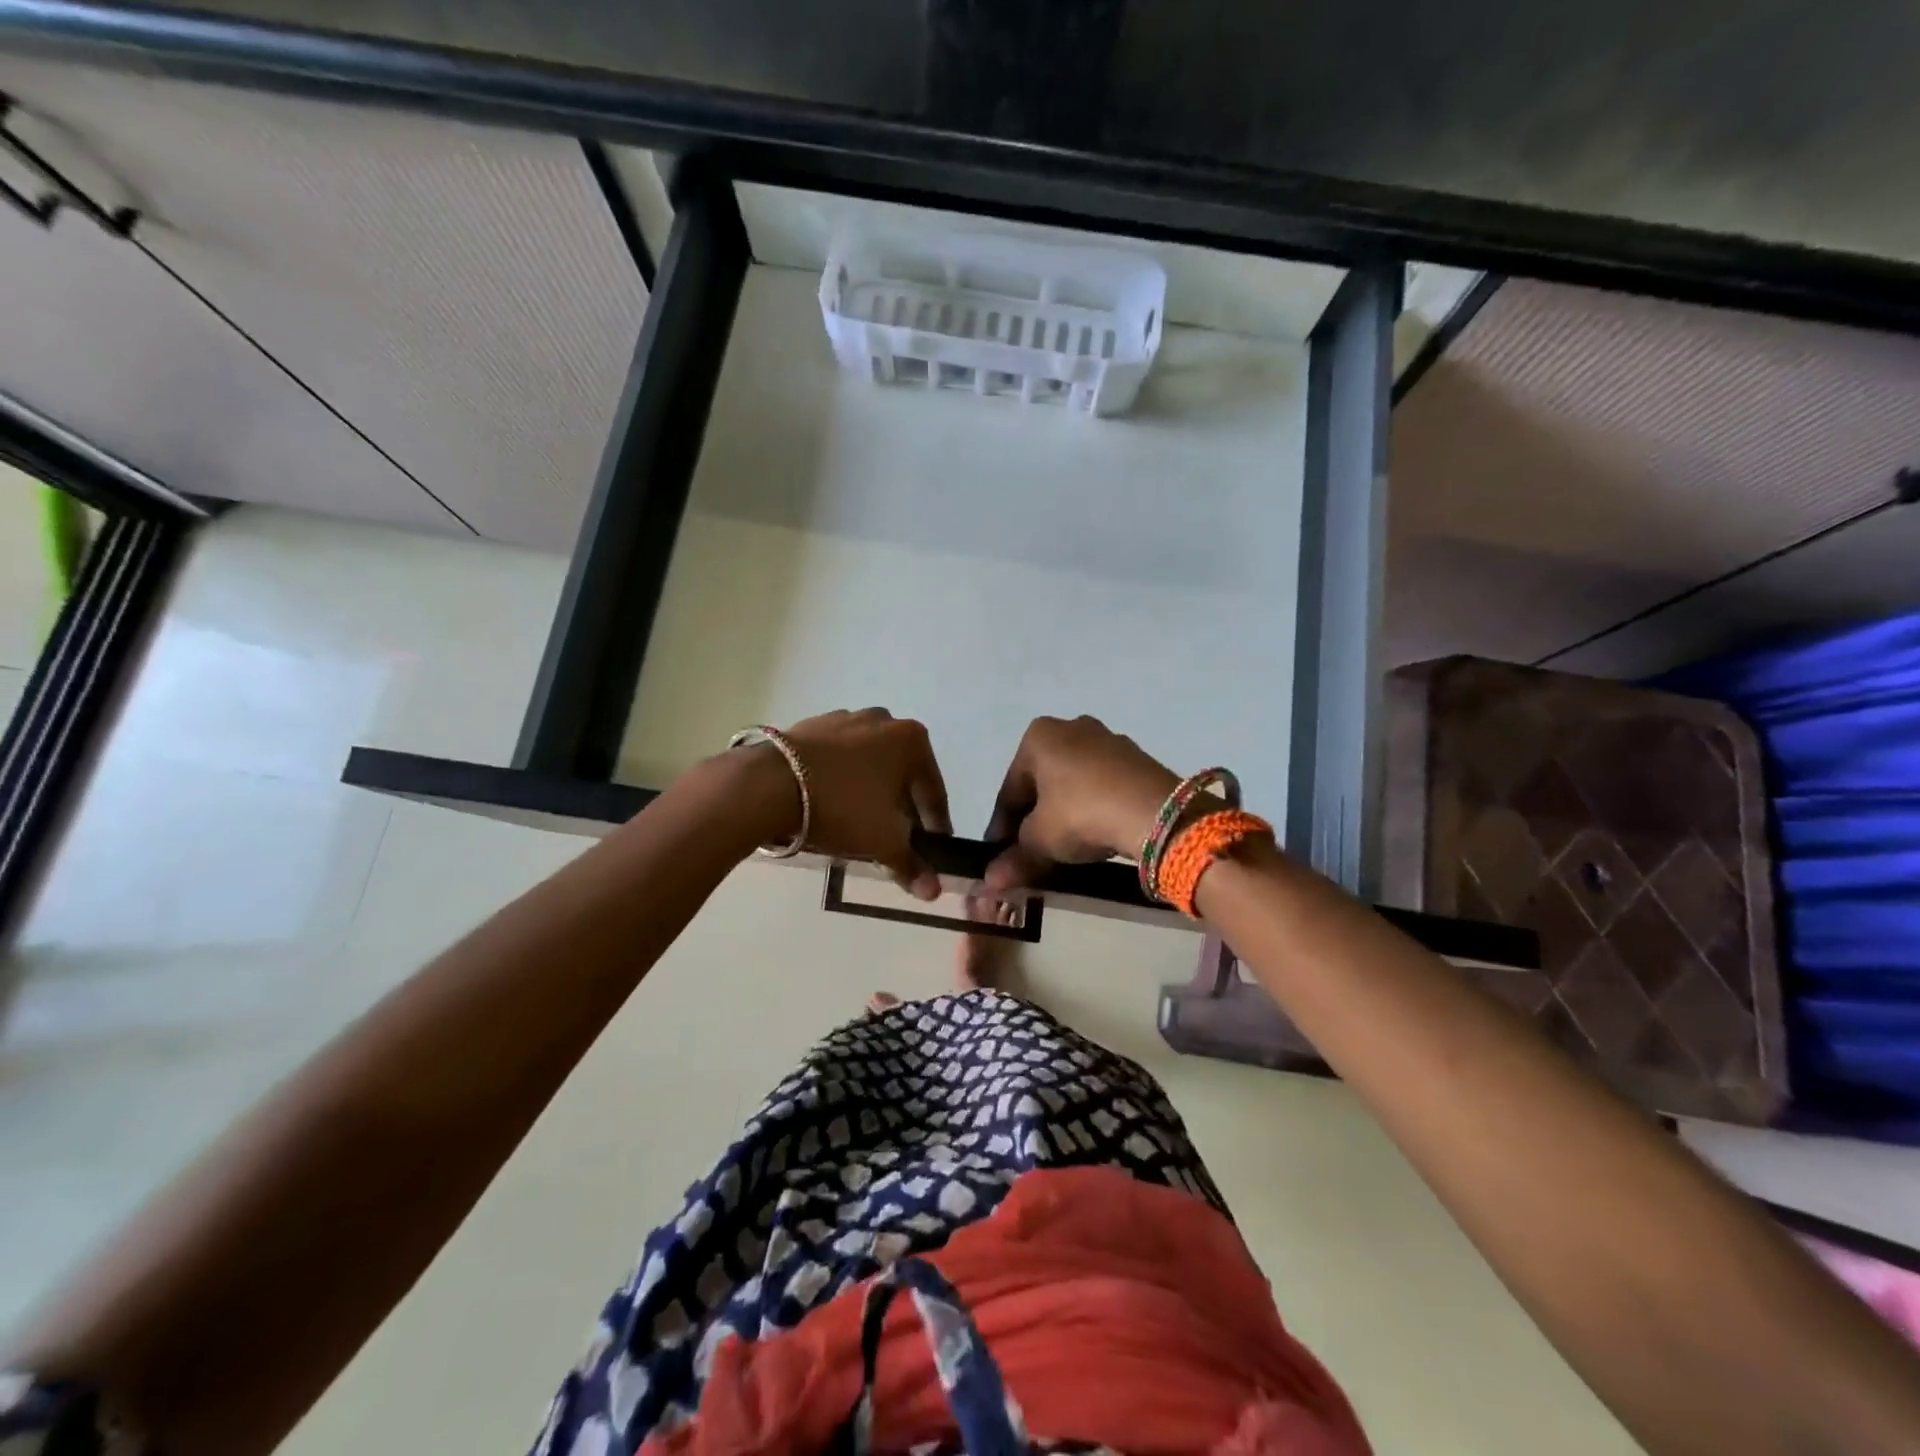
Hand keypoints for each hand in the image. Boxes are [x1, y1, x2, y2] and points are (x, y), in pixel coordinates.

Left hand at [772, 708, 951, 899]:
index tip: (934, 848)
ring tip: (861, 824)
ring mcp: (843, 719)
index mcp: (911, 740)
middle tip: (897, 839)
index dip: (936, 825)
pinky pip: (838, 760)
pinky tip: (831, 805)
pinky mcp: (810, 727)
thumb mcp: (883, 842)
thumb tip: (933, 892)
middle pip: (901, 774)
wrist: (769, 785)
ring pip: (869, 765)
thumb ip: (911, 865)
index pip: (934, 792)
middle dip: (902, 807)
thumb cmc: (842, 807)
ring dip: (871, 792)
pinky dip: (842, 781)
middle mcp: (882, 721)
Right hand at [982, 715, 1179, 891]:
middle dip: (1033, 818)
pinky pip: (1102, 786)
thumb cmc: (1082, 813)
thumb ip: (1015, 858)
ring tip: (1062, 848)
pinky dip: (1092, 808)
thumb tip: (991, 881)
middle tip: (1029, 853)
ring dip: (1063, 813)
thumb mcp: (1040, 840)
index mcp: (1039, 737)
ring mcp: (1108, 740)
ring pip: (1072, 783)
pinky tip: (1094, 834)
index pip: (1010, 789)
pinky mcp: (1136, 759)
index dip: (1001, 827)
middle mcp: (1071, 727)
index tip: (998, 855)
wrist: (1156, 813)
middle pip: (1041, 783)